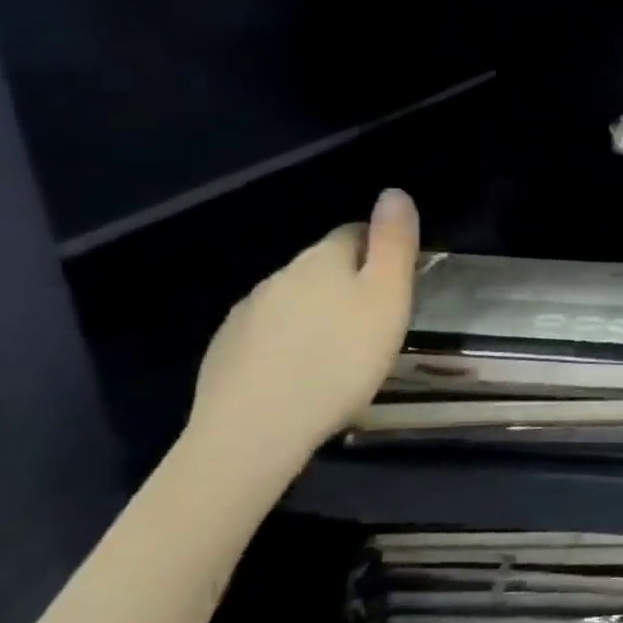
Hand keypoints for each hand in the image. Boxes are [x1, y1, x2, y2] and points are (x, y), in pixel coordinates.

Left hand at [184, 189, 418, 479]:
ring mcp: (247, 311)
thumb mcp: (387, 299)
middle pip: (322, 266)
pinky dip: (286, 342)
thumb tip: (395, 192)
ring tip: (337, 352)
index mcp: (323, 258)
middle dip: (347, 283)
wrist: (254, 430)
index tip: (397, 283)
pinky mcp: (225, 349)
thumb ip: (394, 244)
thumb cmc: (340, 360)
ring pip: (292, 299)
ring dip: (316, 313)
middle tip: (374, 323)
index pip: (355, 232)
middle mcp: (280, 274)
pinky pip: (266, 333)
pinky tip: (298, 373)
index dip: (380, 249)